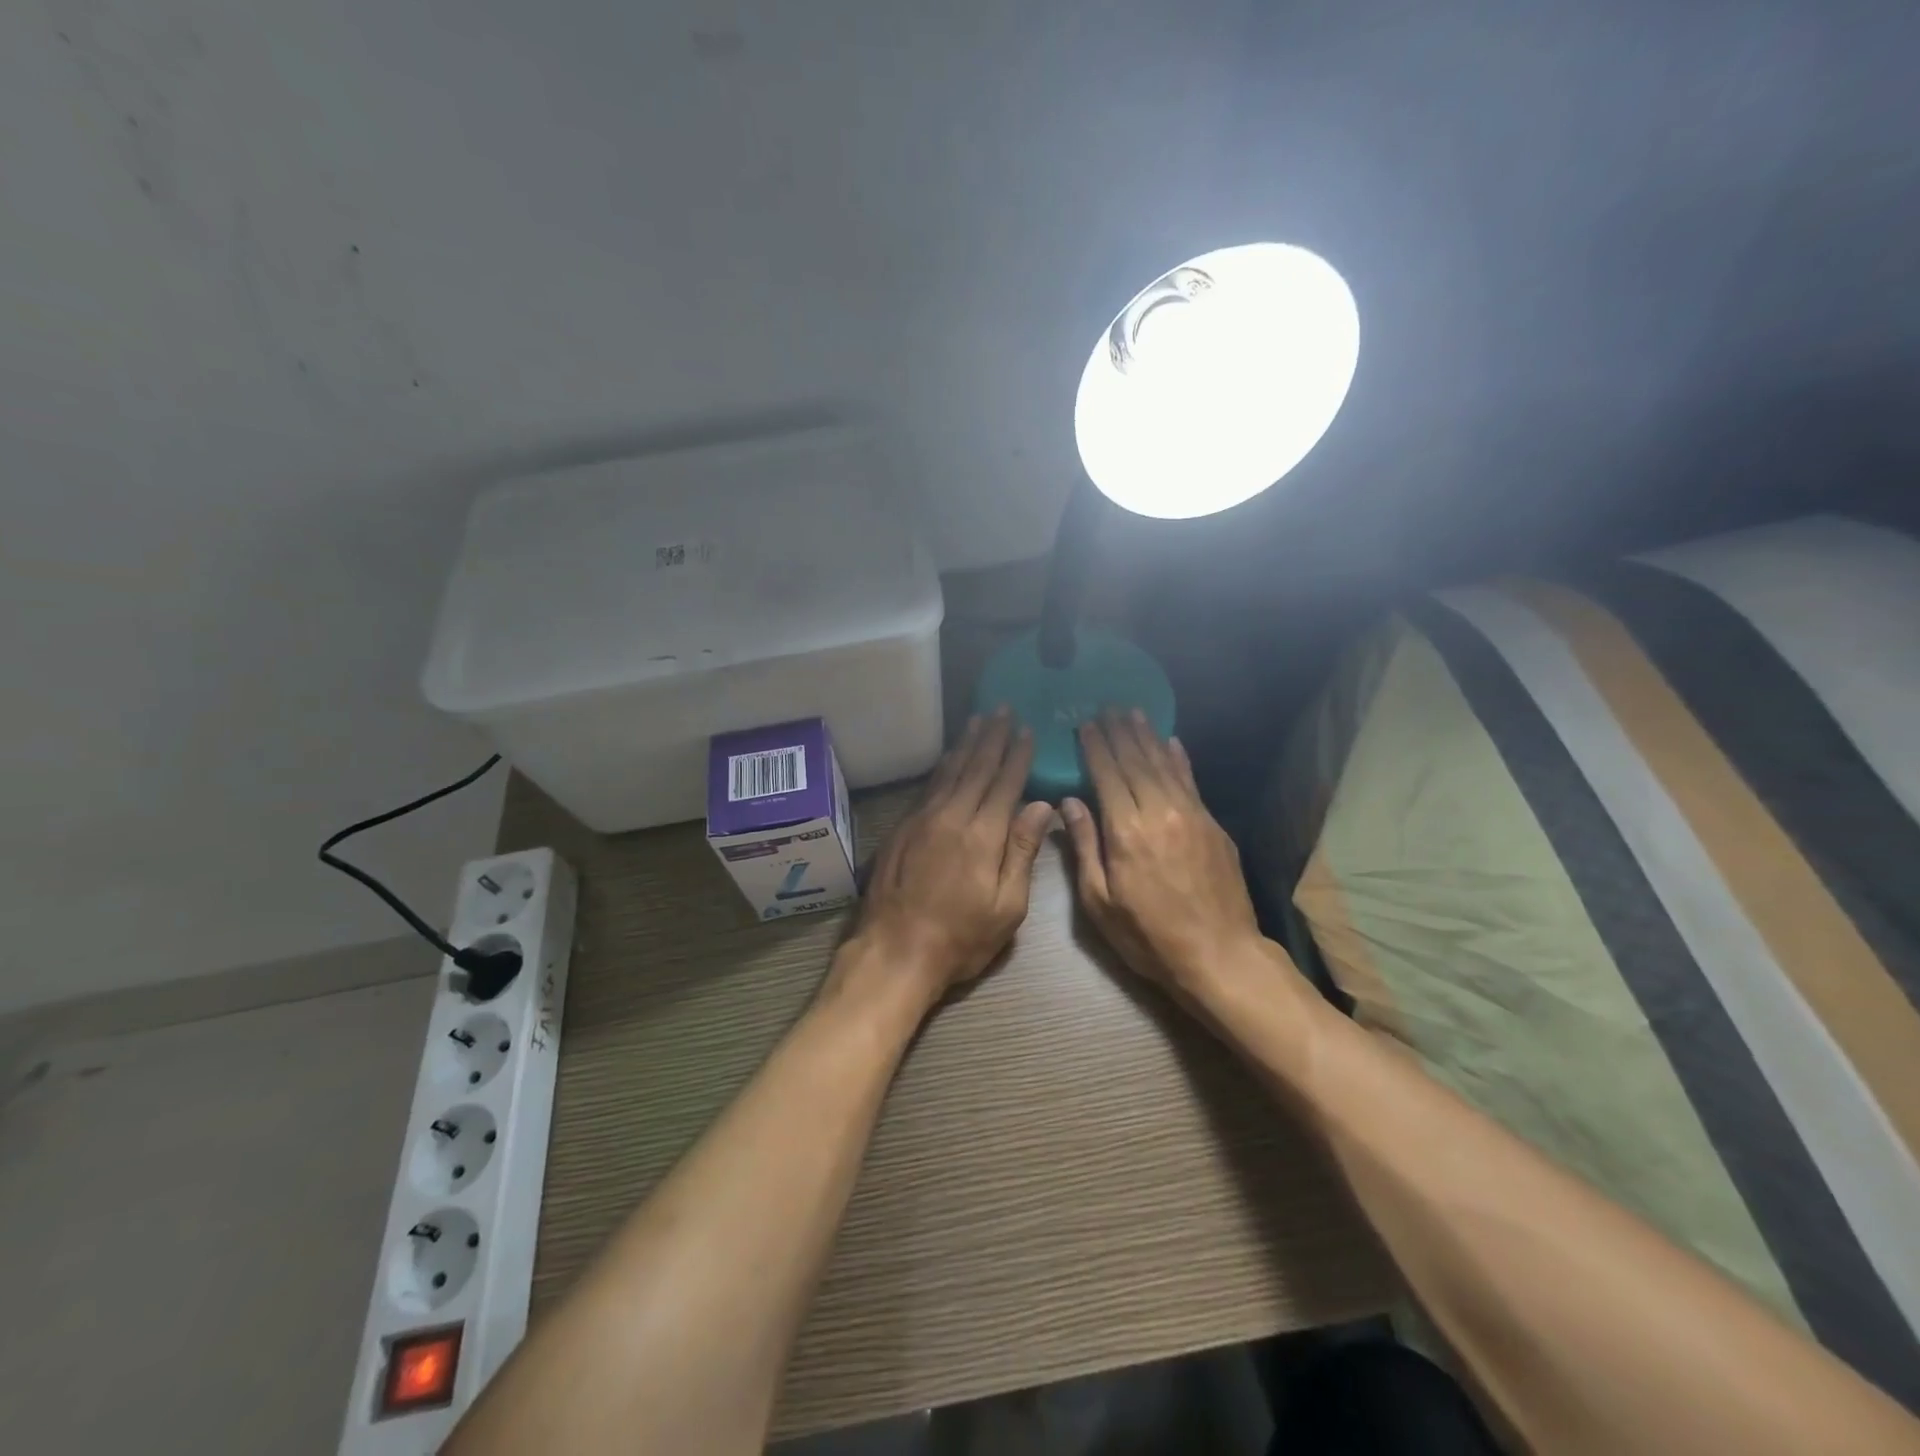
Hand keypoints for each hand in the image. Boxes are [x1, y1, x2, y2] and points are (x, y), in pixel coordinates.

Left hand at [836, 708, 1053, 1010]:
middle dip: (992, 738)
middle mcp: (952, 816)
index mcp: (983, 834)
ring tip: (977, 721)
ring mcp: (922, 819)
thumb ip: (1022, 851)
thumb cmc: (961, 937)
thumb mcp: (1007, 906)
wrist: (895, 951)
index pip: (1005, 783)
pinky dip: (943, 766)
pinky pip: (929, 786)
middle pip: (976, 768)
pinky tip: (949, 757)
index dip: (1017, 755)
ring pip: (949, 771)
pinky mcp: (902, 828)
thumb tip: (1041, 805)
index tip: (1027, 730)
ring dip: (966, 744)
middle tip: (1002, 710)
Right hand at [1061, 710, 1263, 996]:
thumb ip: (1085, 847)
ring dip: (1147, 737)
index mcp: (1126, 832)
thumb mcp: (1100, 902)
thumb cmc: (1148, 936)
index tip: (1084, 724)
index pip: (1107, 775)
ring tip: (1133, 713)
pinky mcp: (1213, 825)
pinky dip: (1179, 759)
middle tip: (1107, 707)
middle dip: (1119, 733)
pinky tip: (1171, 742)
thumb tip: (1069, 803)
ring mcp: (1191, 815)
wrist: (1219, 955)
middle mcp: (1159, 812)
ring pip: (1164, 765)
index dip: (1094, 747)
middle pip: (1135, 762)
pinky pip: (1191, 781)